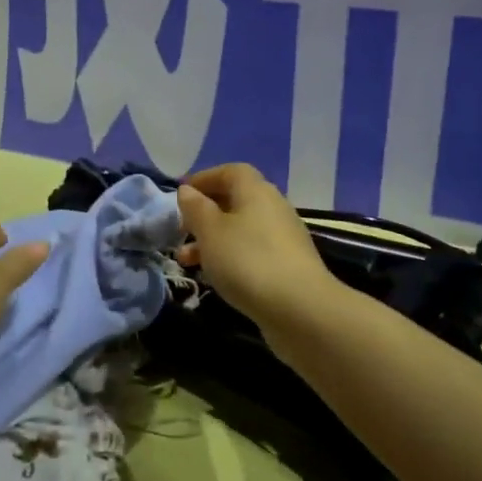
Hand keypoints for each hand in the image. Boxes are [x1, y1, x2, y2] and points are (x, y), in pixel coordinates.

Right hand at [176, 165, 335, 328]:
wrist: (300, 309)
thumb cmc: (248, 261)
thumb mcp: (210, 232)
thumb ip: (196, 208)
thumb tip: (187, 190)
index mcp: (256, 190)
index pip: (230, 171)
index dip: (205, 178)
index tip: (181, 194)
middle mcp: (274, 207)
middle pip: (236, 200)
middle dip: (205, 214)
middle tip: (181, 230)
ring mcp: (284, 237)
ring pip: (242, 229)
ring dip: (213, 240)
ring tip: (187, 261)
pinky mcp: (288, 264)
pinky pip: (252, 251)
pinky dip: (231, 257)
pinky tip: (216, 277)